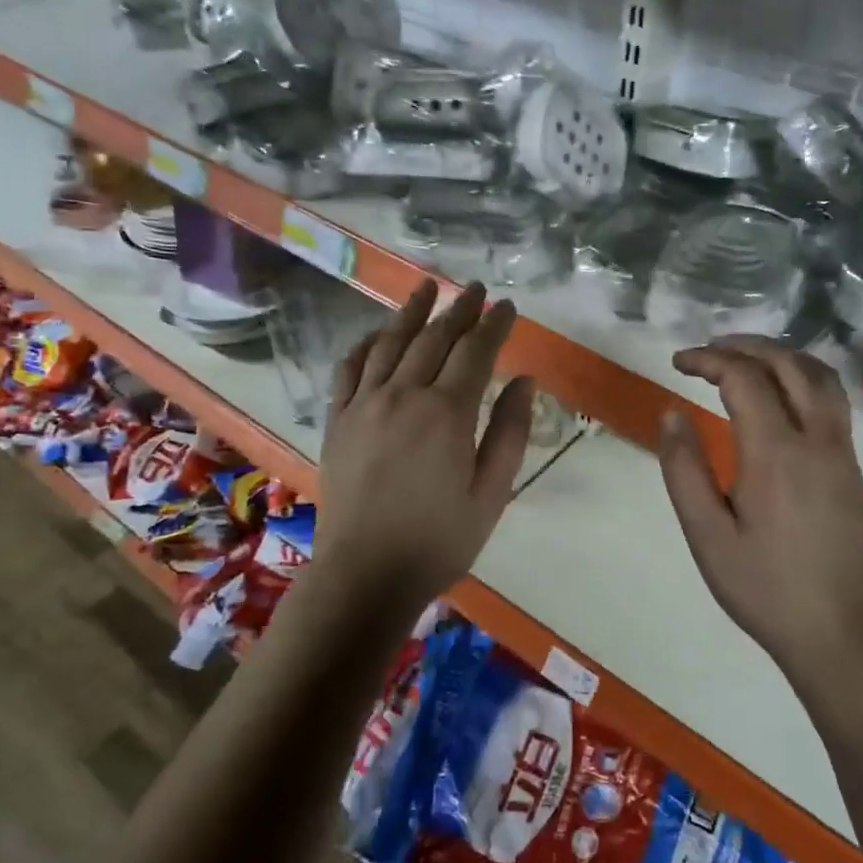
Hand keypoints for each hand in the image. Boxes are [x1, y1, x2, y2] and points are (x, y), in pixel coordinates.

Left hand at [316, 280, 533, 609]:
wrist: (365, 574)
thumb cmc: (438, 540)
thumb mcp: (491, 493)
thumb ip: (509, 432)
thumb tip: (524, 381)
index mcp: (446, 414)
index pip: (475, 352)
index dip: (494, 325)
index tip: (507, 305)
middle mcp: (403, 396)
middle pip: (434, 338)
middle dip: (458, 309)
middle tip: (474, 288)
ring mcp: (364, 405)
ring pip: (391, 343)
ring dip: (411, 312)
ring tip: (426, 287)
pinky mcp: (338, 420)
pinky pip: (350, 368)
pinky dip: (366, 343)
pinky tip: (378, 332)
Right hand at [657, 336, 862, 675]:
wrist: (834, 630)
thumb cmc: (762, 586)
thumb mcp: (706, 534)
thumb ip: (684, 469)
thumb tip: (671, 413)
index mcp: (776, 453)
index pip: (744, 378)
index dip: (708, 359)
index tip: (677, 363)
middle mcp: (817, 439)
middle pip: (788, 364)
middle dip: (745, 346)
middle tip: (707, 351)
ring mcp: (841, 450)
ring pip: (819, 375)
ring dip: (780, 355)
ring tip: (742, 360)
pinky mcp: (851, 465)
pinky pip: (832, 398)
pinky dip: (802, 376)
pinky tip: (779, 393)